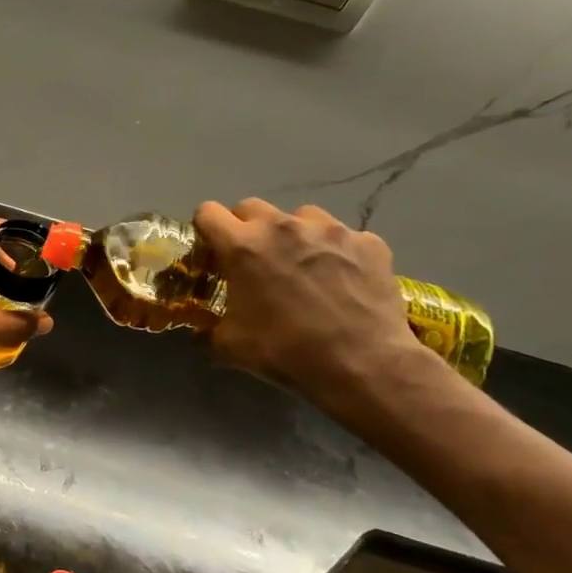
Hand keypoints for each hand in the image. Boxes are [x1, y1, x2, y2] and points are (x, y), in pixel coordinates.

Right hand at [193, 198, 417, 396]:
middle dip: (246, 228)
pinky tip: (342, 279)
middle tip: (254, 260)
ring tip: (302, 265)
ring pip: (299, 216)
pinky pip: (342, 236)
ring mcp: (329, 230)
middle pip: (251, 207)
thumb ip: (210, 327)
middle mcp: (283, 226)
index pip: (208, 212)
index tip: (212, 249)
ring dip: (292, 235)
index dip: (206, 229)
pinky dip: (335, 252)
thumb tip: (204, 329)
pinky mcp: (367, 241)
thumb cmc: (286, 351)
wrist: (363, 365)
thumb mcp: (229, 346)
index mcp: (243, 246)